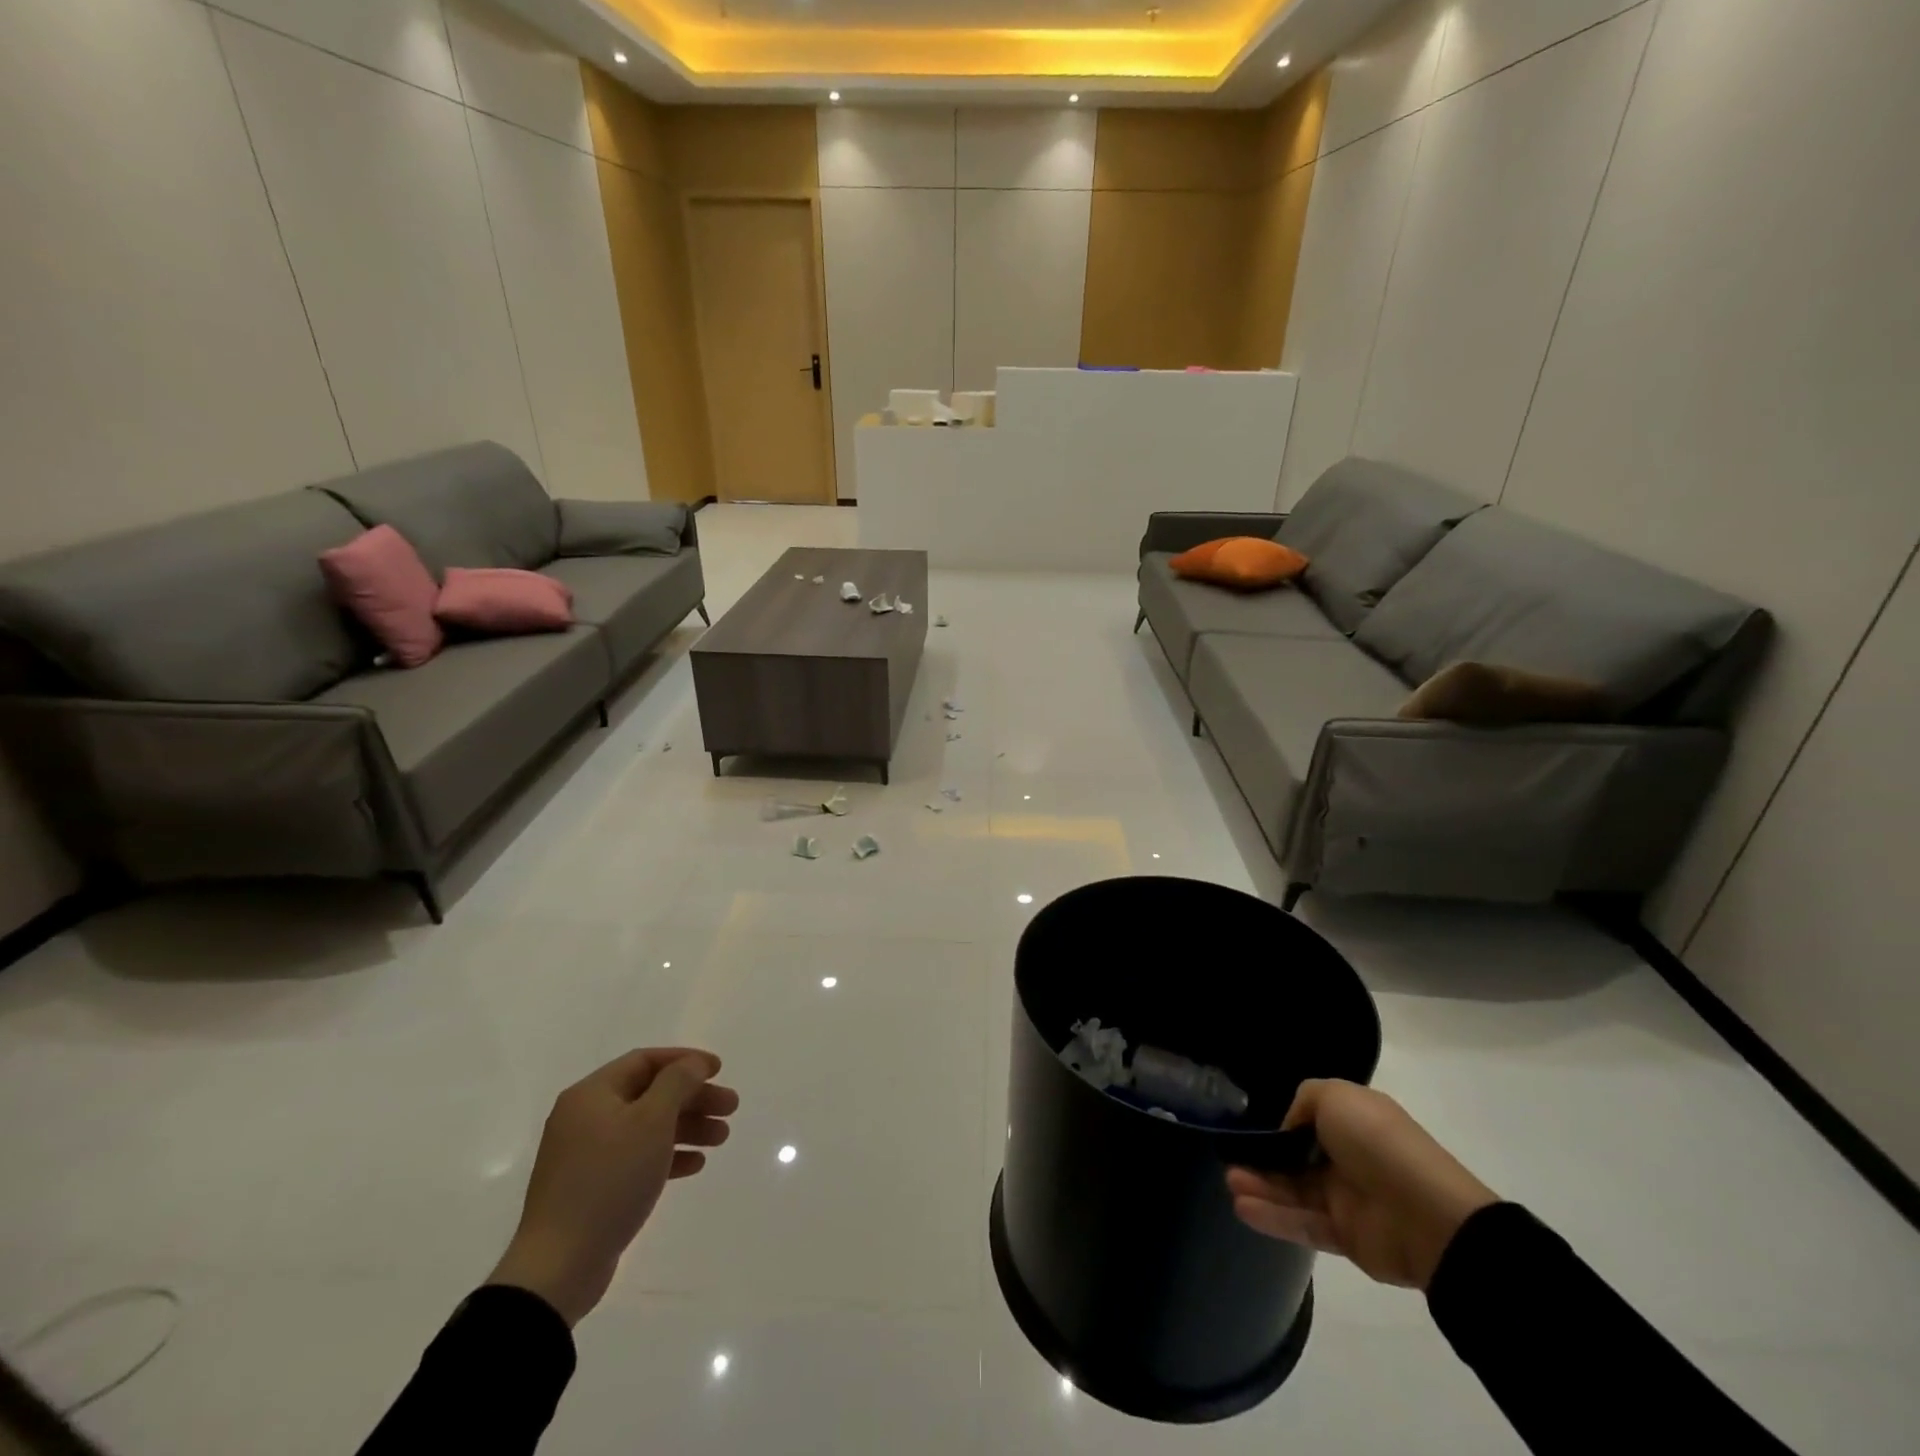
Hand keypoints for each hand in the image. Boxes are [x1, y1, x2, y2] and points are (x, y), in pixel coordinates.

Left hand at [489, 1048, 738, 1326]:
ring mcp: (586, 1154)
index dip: (685, 1060)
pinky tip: (695, 1165)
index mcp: (592, 1094)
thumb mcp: (651, 1121)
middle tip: (730, 1108)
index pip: (645, 1060)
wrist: (558, 1266)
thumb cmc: (609, 1179)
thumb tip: (692, 1065)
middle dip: (693, 1098)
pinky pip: (636, 1158)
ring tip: (721, 1138)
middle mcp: (586, 1117)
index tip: (719, 1070)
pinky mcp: (592, 1187)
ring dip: (686, 1127)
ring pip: (647, 1127)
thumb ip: (677, 1083)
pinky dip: (667, 1155)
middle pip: (650, 1093)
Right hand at [1227, 1080, 1495, 1290]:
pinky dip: (1273, 1216)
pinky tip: (1242, 1208)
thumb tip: (1289, 1129)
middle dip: (1263, 1158)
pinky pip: (1303, 1224)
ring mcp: (1348, 1199)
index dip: (1281, 1124)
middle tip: (1229, 1158)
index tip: (1250, 1127)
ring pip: (1295, 1191)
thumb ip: (1304, 1101)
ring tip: (1230, 1182)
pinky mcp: (1346, 1238)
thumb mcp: (1335, 1096)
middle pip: (1296, 1158)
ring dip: (1261, 1186)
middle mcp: (1349, 1158)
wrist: (1428, 1215)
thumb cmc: (1378, 1142)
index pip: (1309, 1121)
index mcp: (1353, 1122)